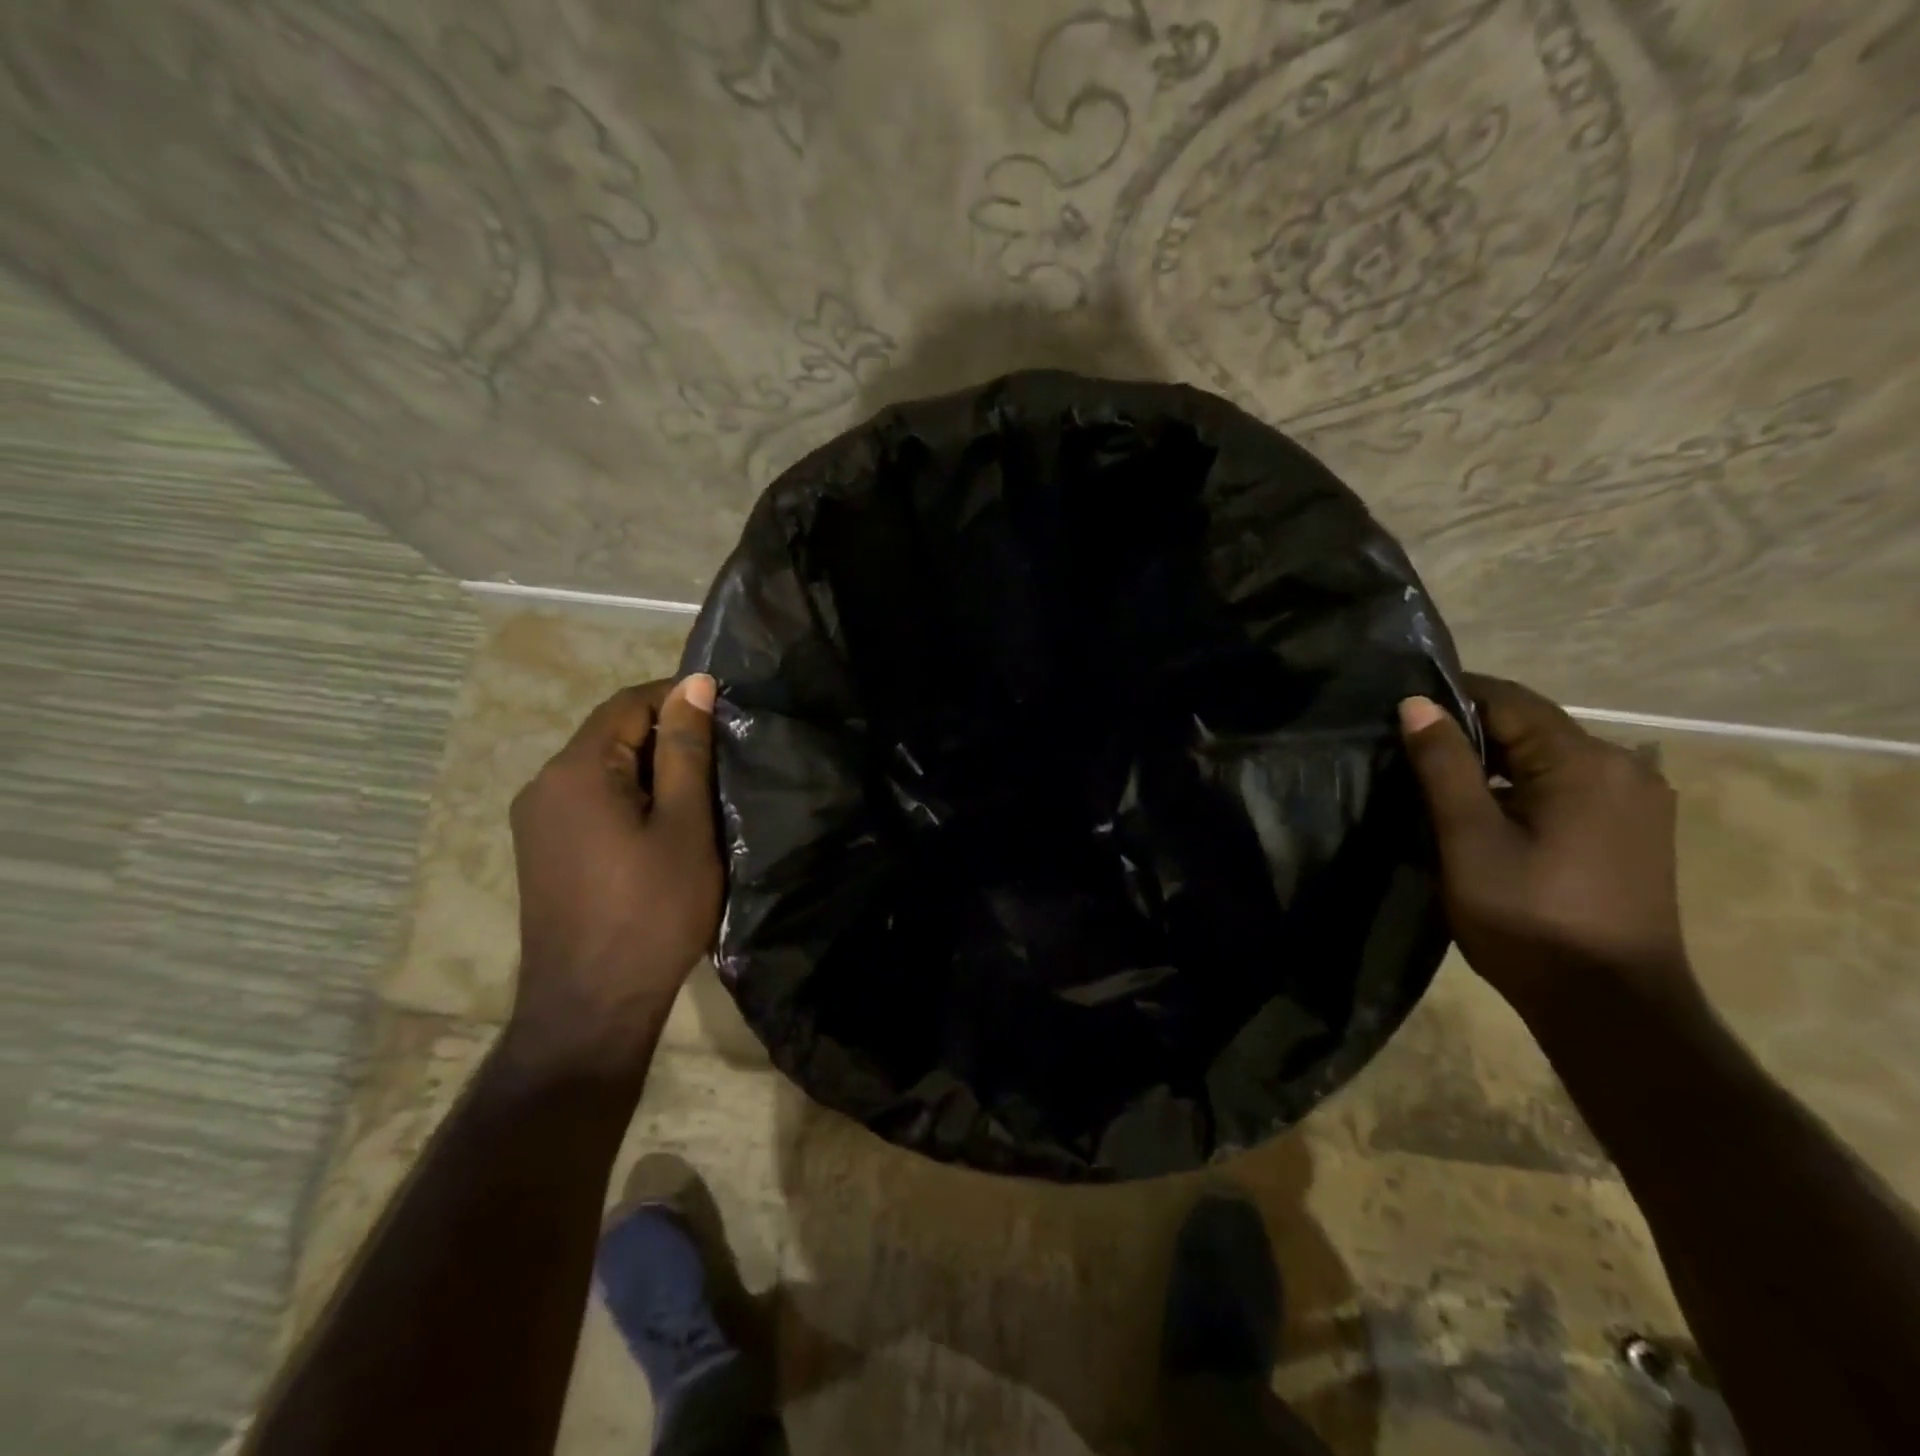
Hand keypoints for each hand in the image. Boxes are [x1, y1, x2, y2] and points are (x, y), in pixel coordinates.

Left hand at [506, 675, 722, 1075]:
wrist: (592, 1006)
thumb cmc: (652, 911)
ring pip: (603, 769)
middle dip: (667, 737)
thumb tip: (696, 684)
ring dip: (651, 770)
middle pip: (612, 734)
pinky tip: (662, 828)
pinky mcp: (543, 850)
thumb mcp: (686, 826)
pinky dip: (629, 798)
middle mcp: (544, 784)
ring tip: (700, 796)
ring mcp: (537, 820)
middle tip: (722, 764)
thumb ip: (687, 750)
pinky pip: (590, 800)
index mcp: (577, 769)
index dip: (678, 698)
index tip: (726, 716)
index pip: (628, 703)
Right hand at [1399, 675, 1701, 1023]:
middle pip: (1531, 726)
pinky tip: (1487, 813)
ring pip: (1547, 758)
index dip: (1450, 697)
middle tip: (1406, 752)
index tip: (1397, 711)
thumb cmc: (1529, 918)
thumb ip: (1443, 765)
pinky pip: (1567, 785)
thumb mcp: (1469, 838)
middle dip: (1469, 732)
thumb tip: (1416, 704)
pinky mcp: (1634, 830)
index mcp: (1585, 761)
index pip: (1508, 700)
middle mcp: (1624, 766)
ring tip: (1437, 782)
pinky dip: (1522, 786)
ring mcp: (1636, 801)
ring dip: (1494, 762)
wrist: (1610, 1006)